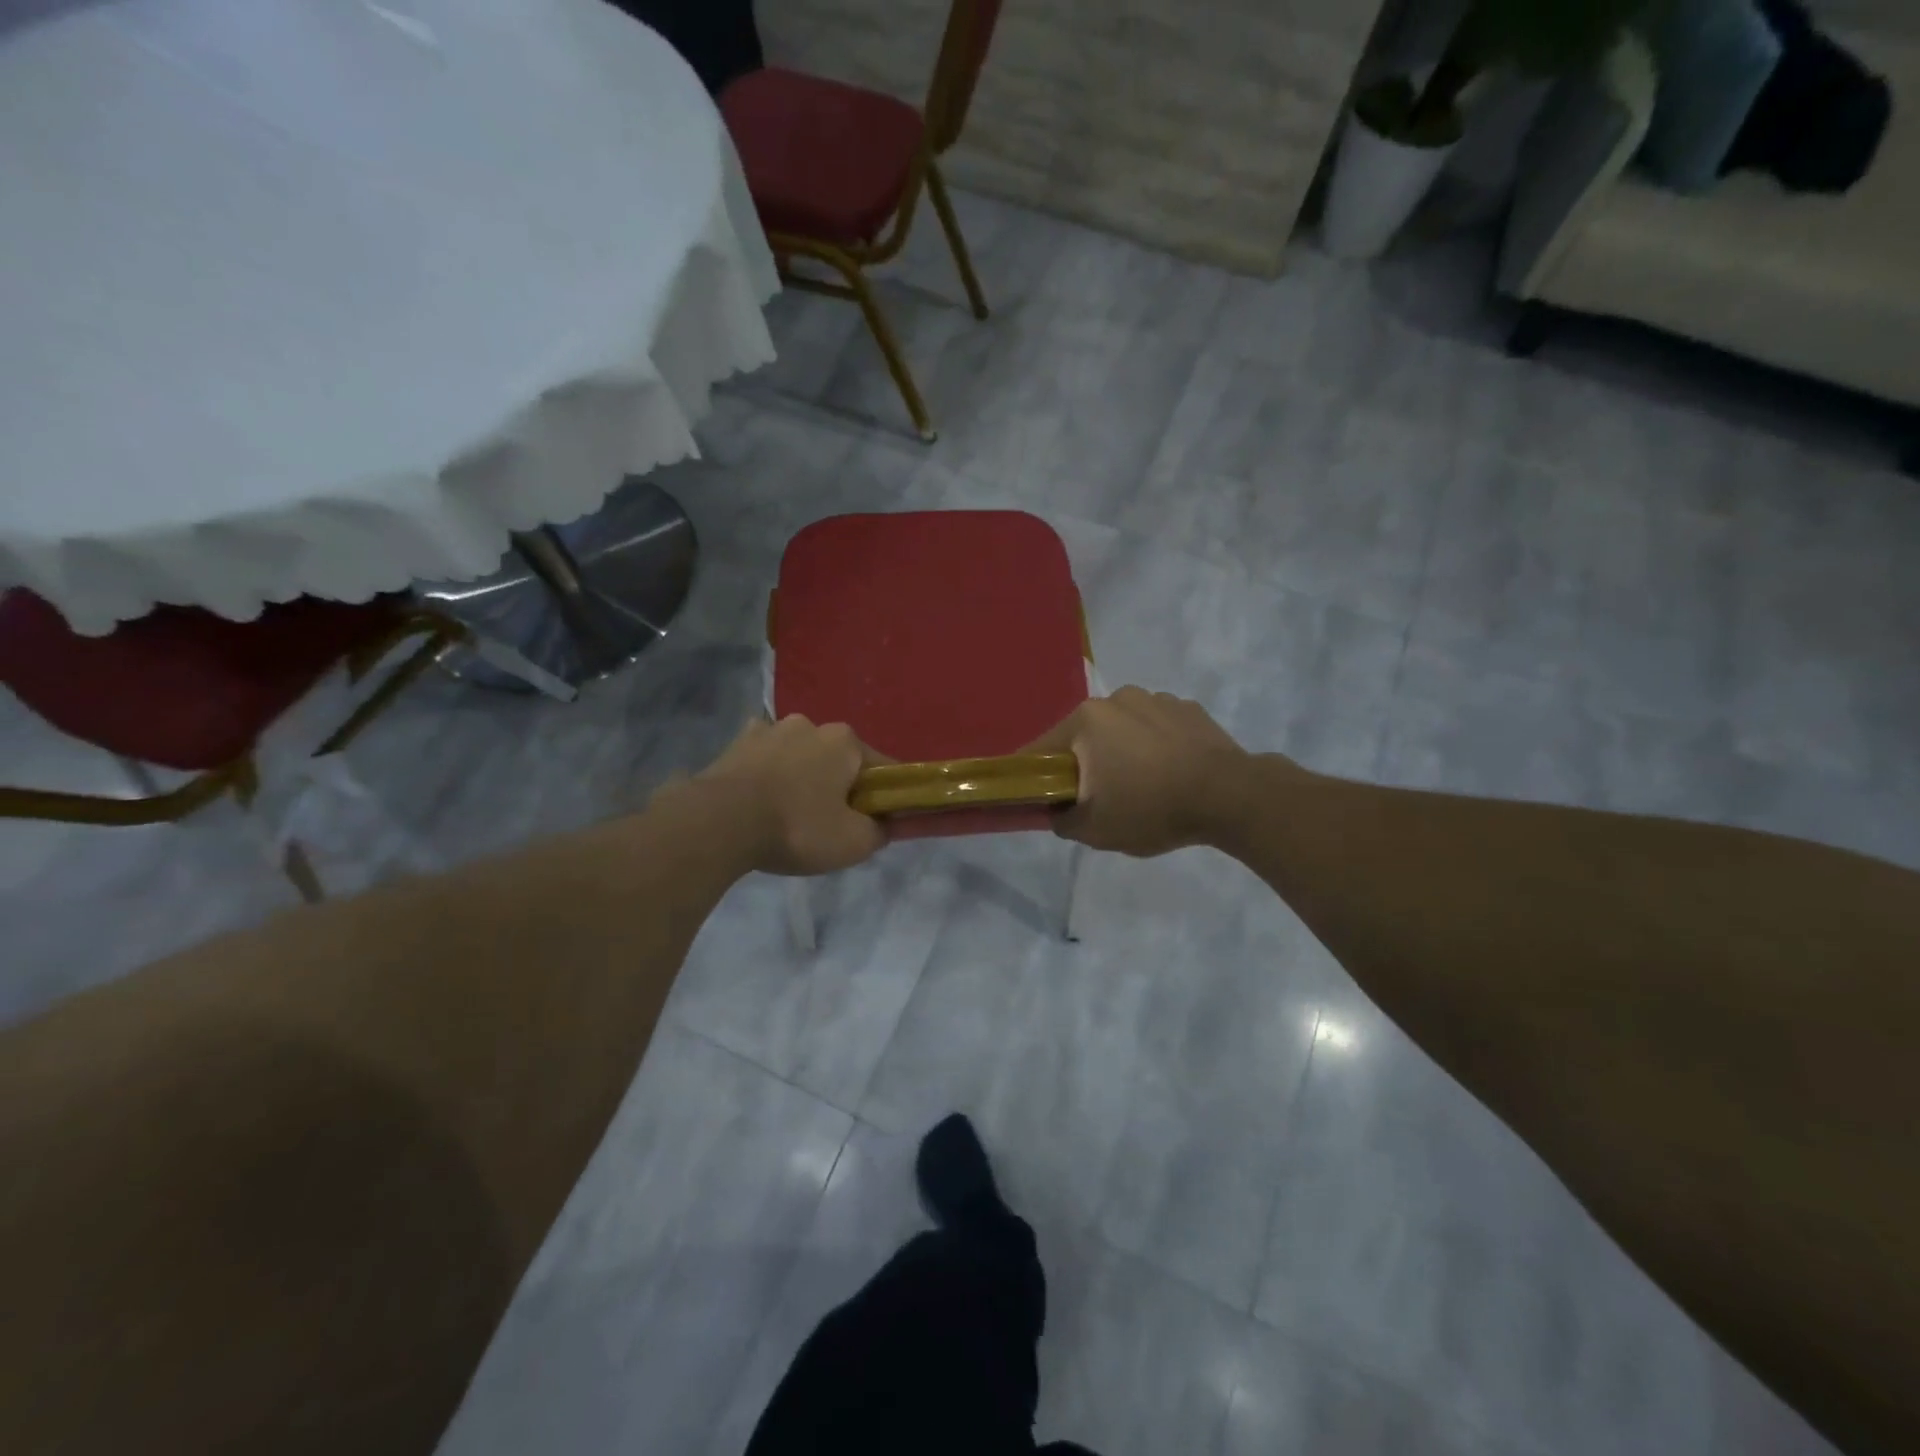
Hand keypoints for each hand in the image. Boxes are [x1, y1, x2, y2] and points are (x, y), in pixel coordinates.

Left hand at [690, 716, 885, 875]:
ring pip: (798, 755)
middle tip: (829, 822)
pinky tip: (759, 801)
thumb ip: (880, 831)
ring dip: (799, 776)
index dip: (884, 795)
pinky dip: (766, 775)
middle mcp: (809, 724)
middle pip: (836, 758)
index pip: (881, 767)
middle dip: (838, 784)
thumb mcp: (853, 842)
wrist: (720, 823)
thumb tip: (884, 825)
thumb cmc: (797, 827)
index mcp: (845, 740)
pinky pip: (763, 759)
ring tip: (788, 814)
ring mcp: (768, 730)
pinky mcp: (735, 744)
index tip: (877, 820)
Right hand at [1028, 687, 1255, 857]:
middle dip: (1085, 763)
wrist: (1230, 796)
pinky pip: (1157, 729)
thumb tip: (1057, 811)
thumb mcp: (1095, 830)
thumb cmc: (1151, 808)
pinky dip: (1156, 747)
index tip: (1041, 797)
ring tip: (1142, 786)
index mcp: (1086, 720)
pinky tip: (1171, 774)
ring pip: (1123, 729)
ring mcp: (1157, 699)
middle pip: (1085, 735)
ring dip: (1122, 752)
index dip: (1036, 774)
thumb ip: (1062, 820)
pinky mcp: (1190, 709)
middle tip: (1098, 798)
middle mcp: (1117, 698)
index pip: (1043, 748)